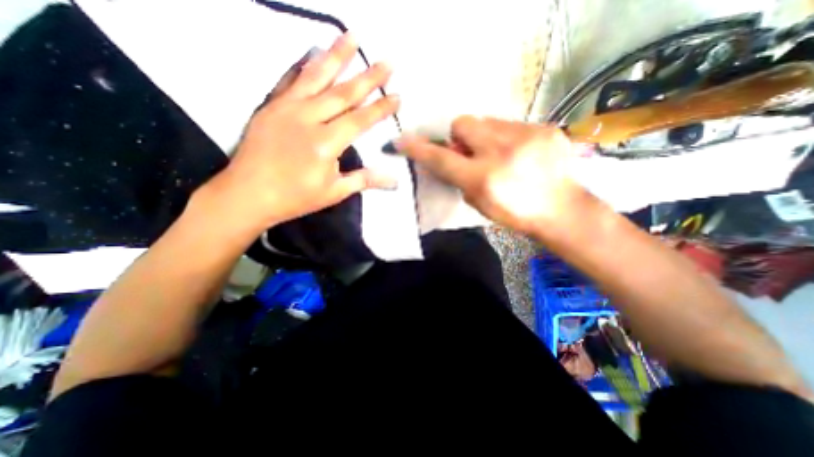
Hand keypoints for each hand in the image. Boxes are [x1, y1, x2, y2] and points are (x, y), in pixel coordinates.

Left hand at [199, 31, 399, 232]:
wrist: (248, 194)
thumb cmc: (296, 197)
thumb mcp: (334, 192)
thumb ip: (365, 180)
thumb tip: (394, 180)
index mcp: (326, 143)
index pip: (361, 120)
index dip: (381, 108)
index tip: (397, 96)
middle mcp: (308, 119)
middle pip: (344, 93)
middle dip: (368, 77)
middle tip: (387, 62)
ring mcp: (287, 108)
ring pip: (317, 76)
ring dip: (337, 56)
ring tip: (352, 37)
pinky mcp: (271, 105)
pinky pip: (290, 79)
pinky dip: (304, 64)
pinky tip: (314, 50)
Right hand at [399, 117, 592, 232]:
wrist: (561, 209)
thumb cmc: (514, 213)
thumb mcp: (478, 202)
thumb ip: (457, 179)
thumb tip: (442, 160)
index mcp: (484, 178)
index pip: (441, 159)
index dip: (419, 149)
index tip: (402, 141)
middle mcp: (502, 152)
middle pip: (463, 122)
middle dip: (460, 136)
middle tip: (471, 152)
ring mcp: (526, 135)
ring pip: (487, 120)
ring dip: (484, 136)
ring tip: (498, 153)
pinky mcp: (544, 127)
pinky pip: (510, 123)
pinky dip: (505, 136)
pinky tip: (518, 152)